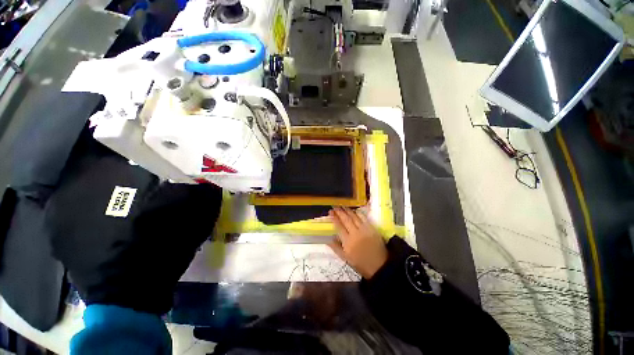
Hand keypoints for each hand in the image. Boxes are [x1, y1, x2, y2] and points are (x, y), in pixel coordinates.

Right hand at [328, 207, 387, 278]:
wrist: (380, 266)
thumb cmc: (361, 263)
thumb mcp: (346, 258)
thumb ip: (336, 247)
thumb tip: (327, 239)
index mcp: (348, 242)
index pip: (339, 226)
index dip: (334, 218)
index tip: (330, 212)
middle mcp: (355, 234)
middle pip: (346, 220)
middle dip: (339, 212)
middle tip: (335, 206)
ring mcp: (364, 230)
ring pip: (354, 217)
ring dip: (348, 211)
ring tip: (343, 206)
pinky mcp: (372, 228)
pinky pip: (364, 218)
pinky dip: (358, 213)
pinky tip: (355, 210)